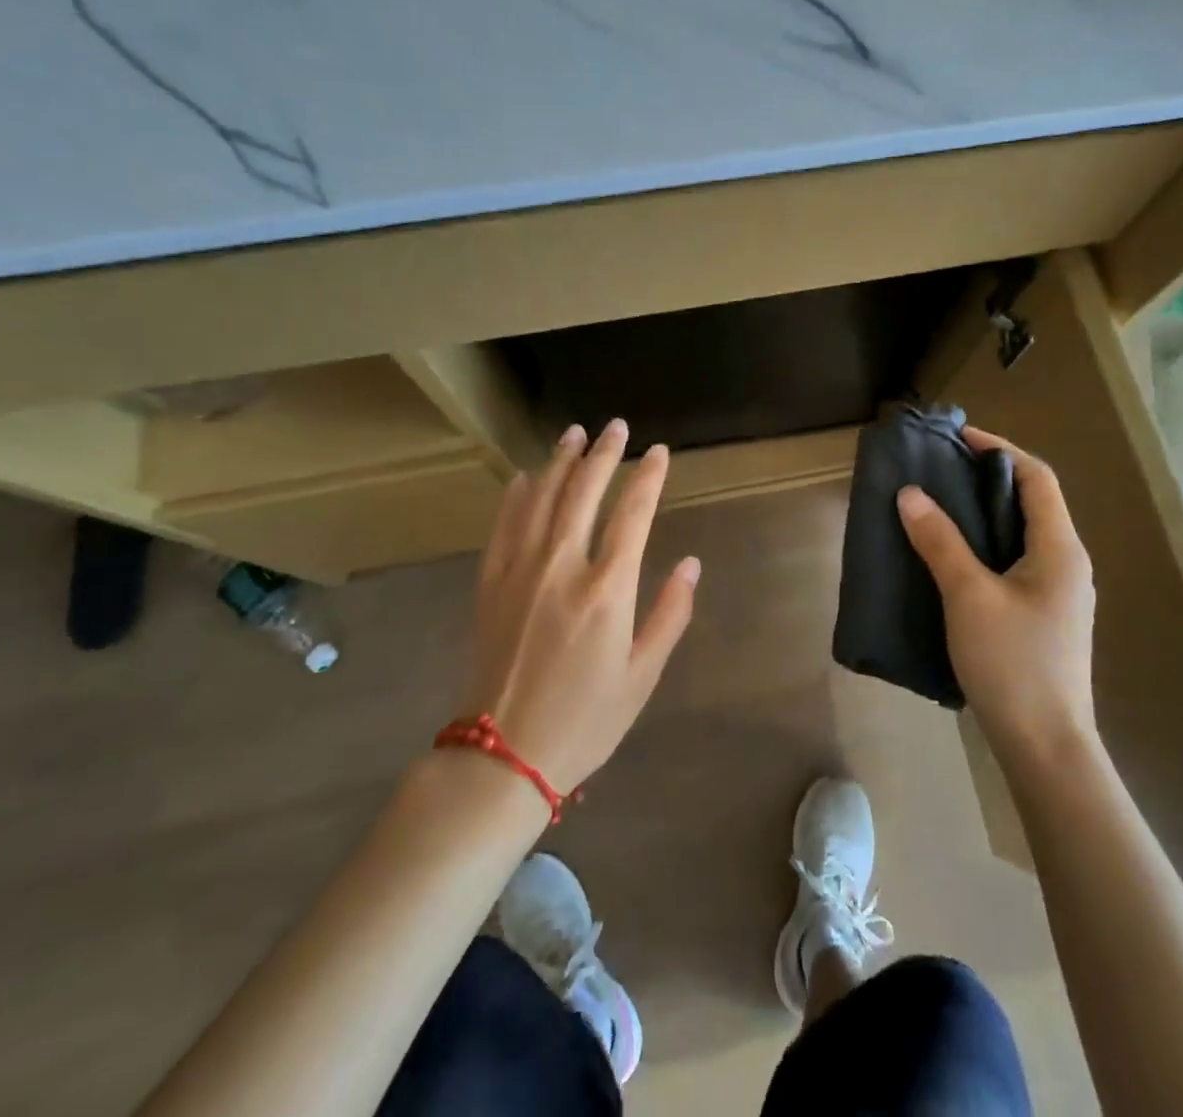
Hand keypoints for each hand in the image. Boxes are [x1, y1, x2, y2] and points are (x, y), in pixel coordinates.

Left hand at [460, 420, 699, 793]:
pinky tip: (525, 476)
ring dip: (560, 462)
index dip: (648, 477)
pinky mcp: (491, 583)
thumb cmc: (585, 720)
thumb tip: (692, 563)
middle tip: (616, 427)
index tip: (659, 452)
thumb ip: (670, 614)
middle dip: (603, 454)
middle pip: (584, 492)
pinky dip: (516, 495)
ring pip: (542, 499)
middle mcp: (562, 567)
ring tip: (573, 433)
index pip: (633, 514)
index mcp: (607, 590)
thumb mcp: (642, 675)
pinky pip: (504, 526)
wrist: (503, 756)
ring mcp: (520, 571)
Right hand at [896, 425, 1095, 754]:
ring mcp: (1058, 593)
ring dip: (983, 515)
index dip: (999, 450)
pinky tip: (951, 559)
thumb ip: (940, 541)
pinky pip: (1014, 562)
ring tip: (937, 508)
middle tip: (938, 472)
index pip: (1036, 477)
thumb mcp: (968, 595)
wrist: (1045, 746)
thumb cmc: (1012, 663)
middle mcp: (1067, 563)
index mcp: (1060, 548)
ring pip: (1021, 535)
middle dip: (985, 480)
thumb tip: (910, 494)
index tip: (956, 439)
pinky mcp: (1044, 617)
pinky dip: (984, 546)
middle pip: (1030, 502)